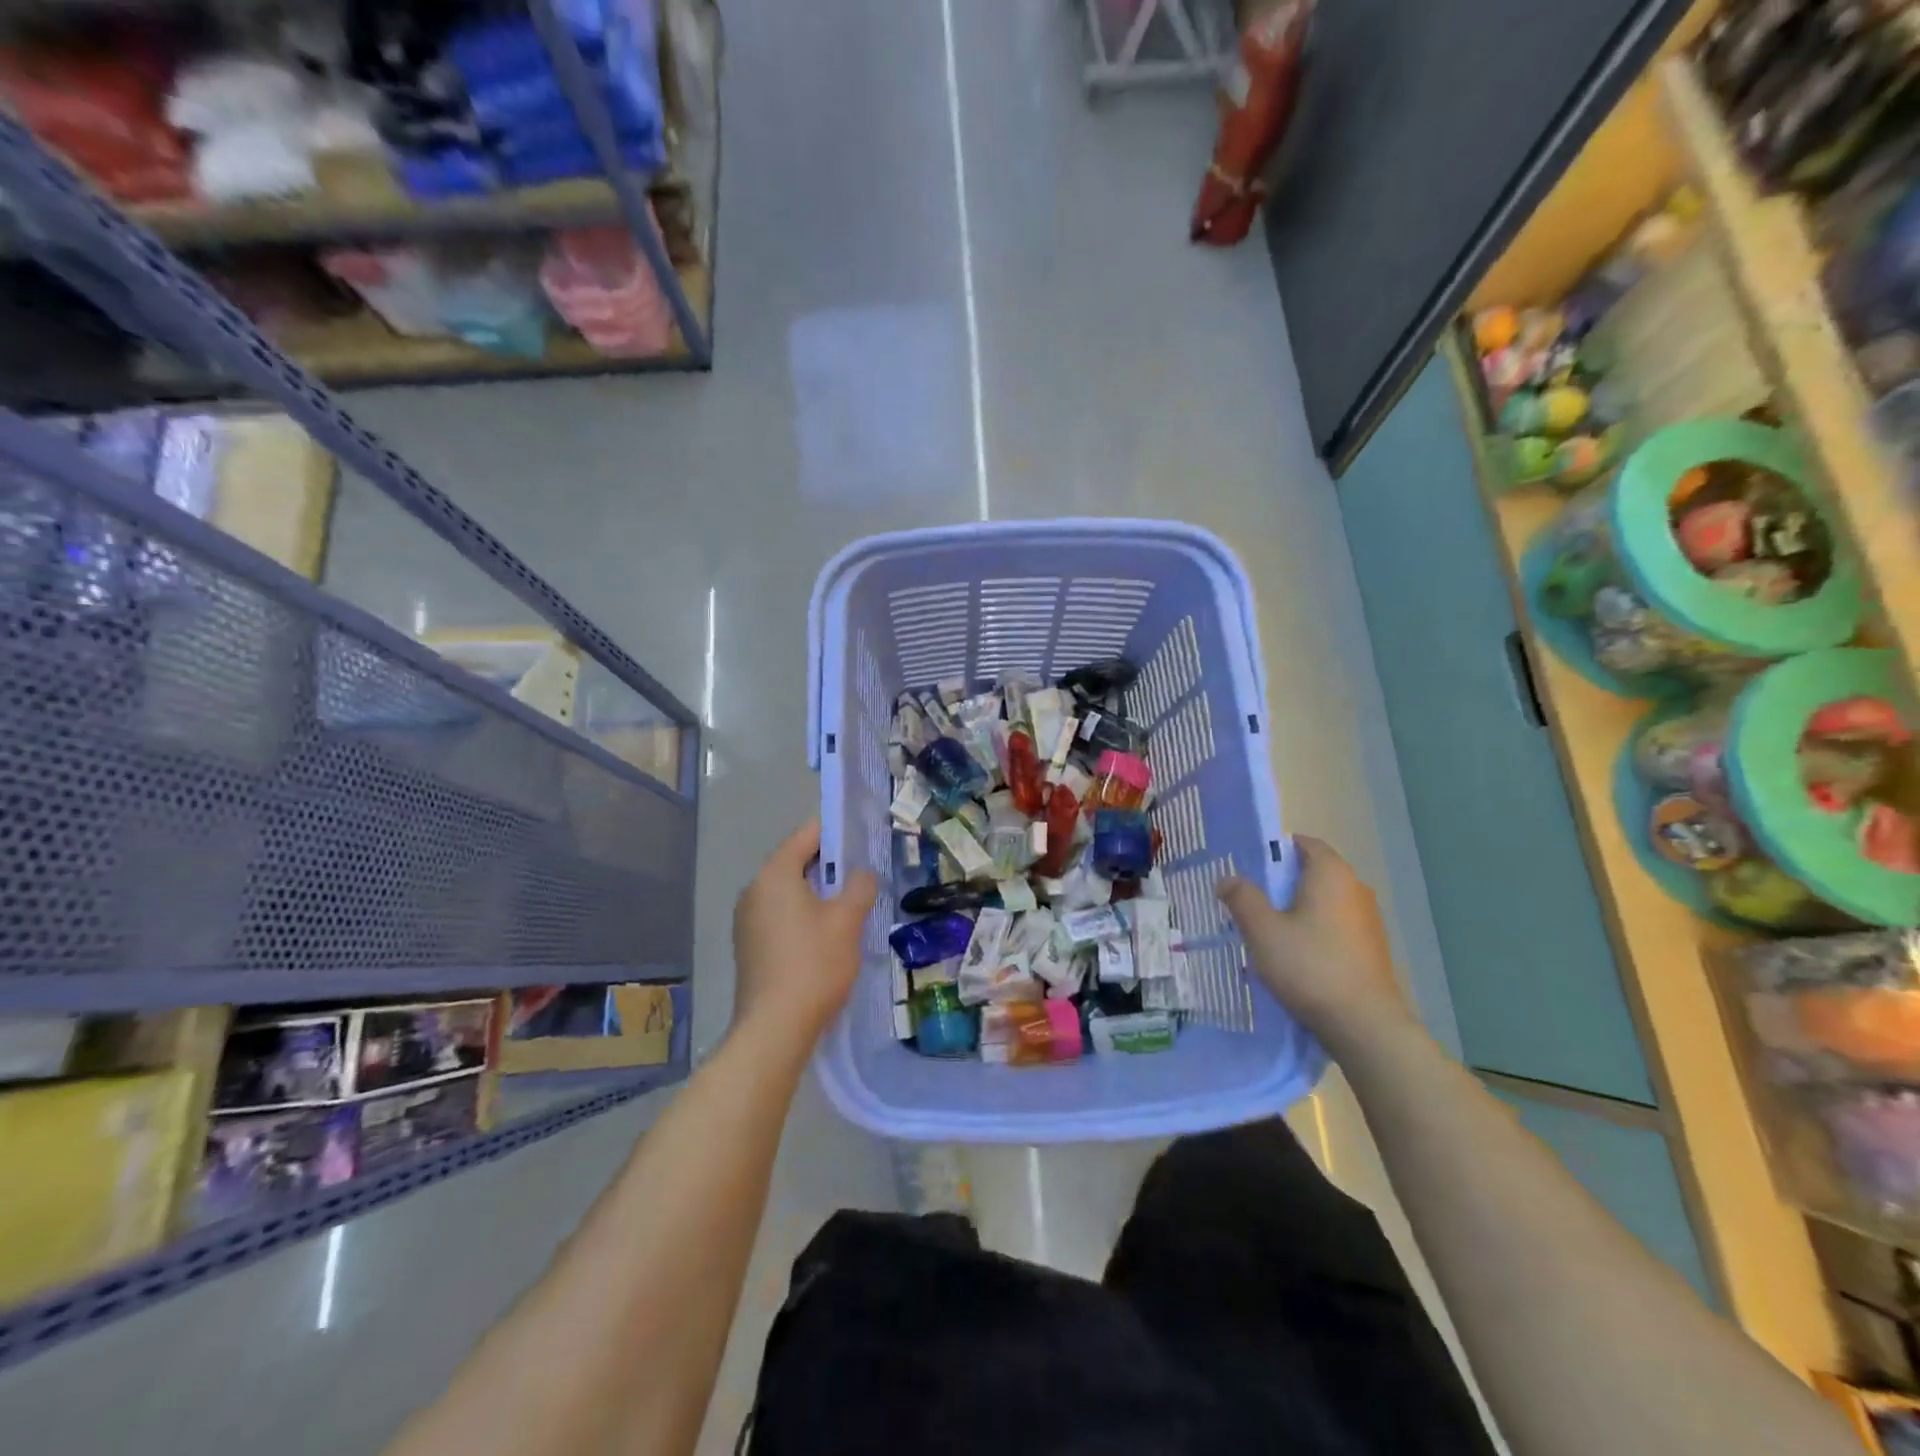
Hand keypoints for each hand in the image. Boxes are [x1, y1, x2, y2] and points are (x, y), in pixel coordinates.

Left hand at [732, 819, 878, 1044]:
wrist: (774, 1028)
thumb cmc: (814, 964)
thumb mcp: (847, 920)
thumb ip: (859, 887)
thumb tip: (861, 875)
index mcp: (774, 874)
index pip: (806, 835)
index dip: (835, 832)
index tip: (861, 837)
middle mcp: (754, 891)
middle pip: (795, 863)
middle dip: (829, 866)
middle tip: (862, 875)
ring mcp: (747, 921)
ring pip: (788, 893)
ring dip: (817, 894)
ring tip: (849, 907)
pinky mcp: (749, 947)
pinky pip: (780, 917)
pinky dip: (803, 917)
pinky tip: (826, 937)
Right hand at [1217, 835, 1410, 1052]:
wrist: (1364, 1024)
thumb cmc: (1310, 966)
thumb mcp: (1263, 930)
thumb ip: (1242, 898)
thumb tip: (1227, 878)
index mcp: (1331, 873)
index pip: (1304, 843)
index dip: (1275, 849)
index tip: (1249, 866)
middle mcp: (1356, 888)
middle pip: (1313, 872)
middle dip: (1282, 882)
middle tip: (1250, 899)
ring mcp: (1369, 920)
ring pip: (1324, 901)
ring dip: (1298, 909)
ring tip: (1269, 930)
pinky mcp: (1372, 948)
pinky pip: (1336, 926)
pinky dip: (1315, 930)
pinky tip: (1296, 955)